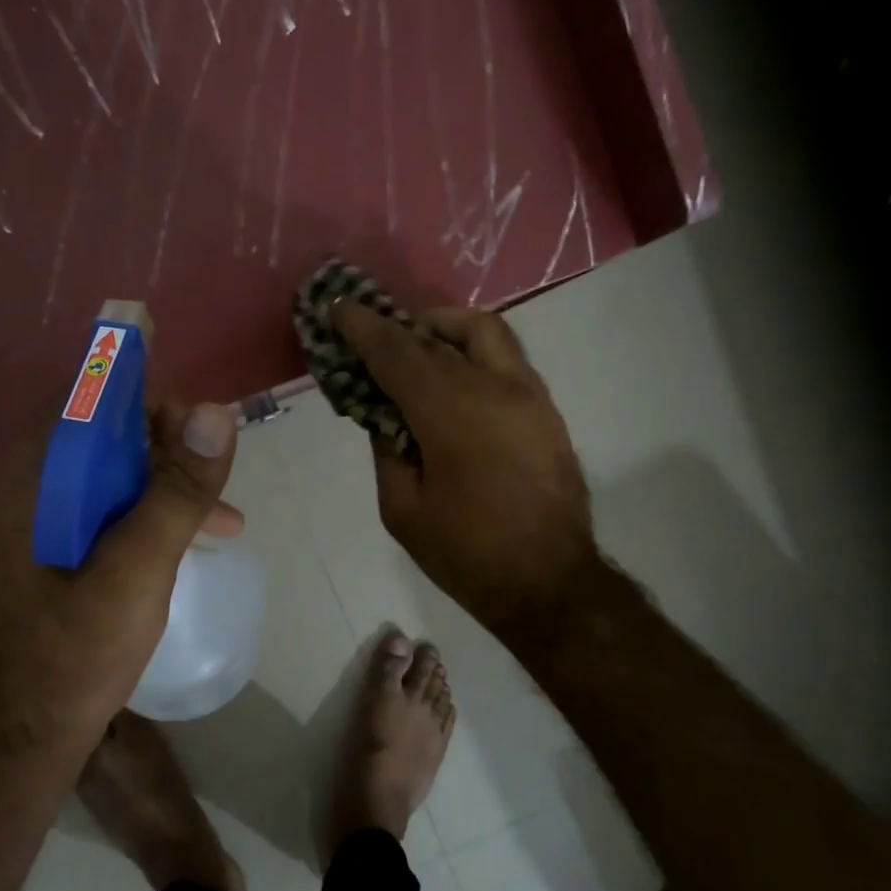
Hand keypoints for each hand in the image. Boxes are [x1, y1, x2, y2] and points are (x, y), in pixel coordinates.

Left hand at [0, 396, 241, 750]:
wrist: (22, 738)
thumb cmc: (73, 654)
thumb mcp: (136, 570)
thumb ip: (176, 492)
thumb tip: (217, 414)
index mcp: (28, 476)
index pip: (89, 400)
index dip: (149, 400)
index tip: (202, 432)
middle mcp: (23, 484)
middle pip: (104, 432)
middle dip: (167, 446)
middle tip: (214, 480)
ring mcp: (34, 518)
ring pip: (111, 471)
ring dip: (167, 483)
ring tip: (222, 514)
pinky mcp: (50, 547)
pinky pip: (106, 507)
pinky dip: (150, 514)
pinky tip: (196, 539)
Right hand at [335, 301, 596, 632]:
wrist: (550, 582)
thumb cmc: (468, 554)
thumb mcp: (403, 511)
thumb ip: (387, 452)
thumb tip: (386, 417)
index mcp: (450, 415)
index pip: (397, 353)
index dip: (363, 328)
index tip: (339, 308)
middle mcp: (492, 388)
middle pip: (435, 337)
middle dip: (395, 327)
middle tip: (367, 331)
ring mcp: (528, 394)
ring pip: (482, 330)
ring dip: (441, 327)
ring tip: (415, 344)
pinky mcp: (545, 409)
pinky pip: (504, 357)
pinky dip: (471, 349)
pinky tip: (452, 375)